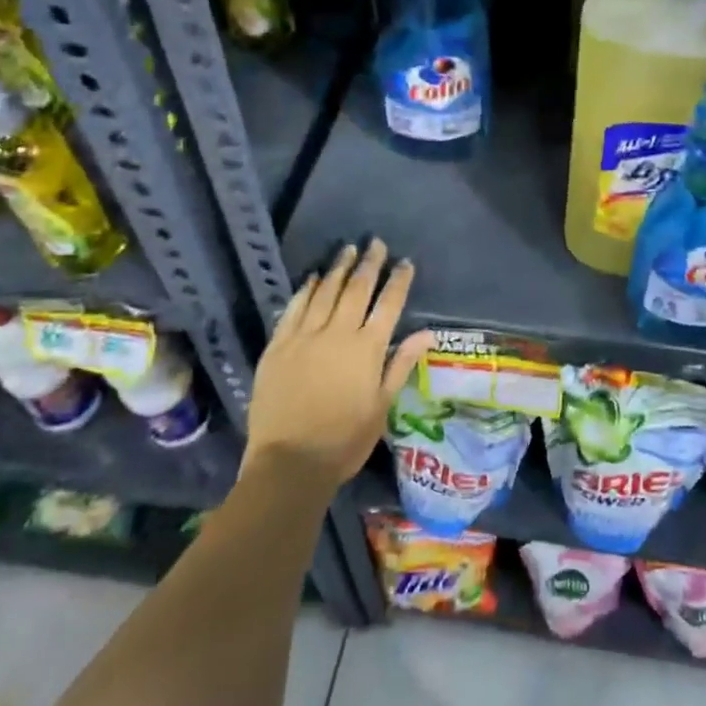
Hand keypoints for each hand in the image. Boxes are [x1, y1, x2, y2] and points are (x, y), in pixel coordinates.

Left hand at [246, 239, 434, 493]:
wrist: (289, 462)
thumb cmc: (345, 440)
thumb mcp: (382, 405)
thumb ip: (401, 364)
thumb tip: (427, 333)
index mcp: (367, 349)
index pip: (388, 305)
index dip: (398, 281)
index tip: (405, 262)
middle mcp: (337, 333)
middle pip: (357, 290)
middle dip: (369, 264)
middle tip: (375, 243)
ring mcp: (304, 337)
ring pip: (325, 292)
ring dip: (339, 269)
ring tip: (347, 251)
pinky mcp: (278, 346)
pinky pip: (294, 309)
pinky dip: (306, 291)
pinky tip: (313, 279)